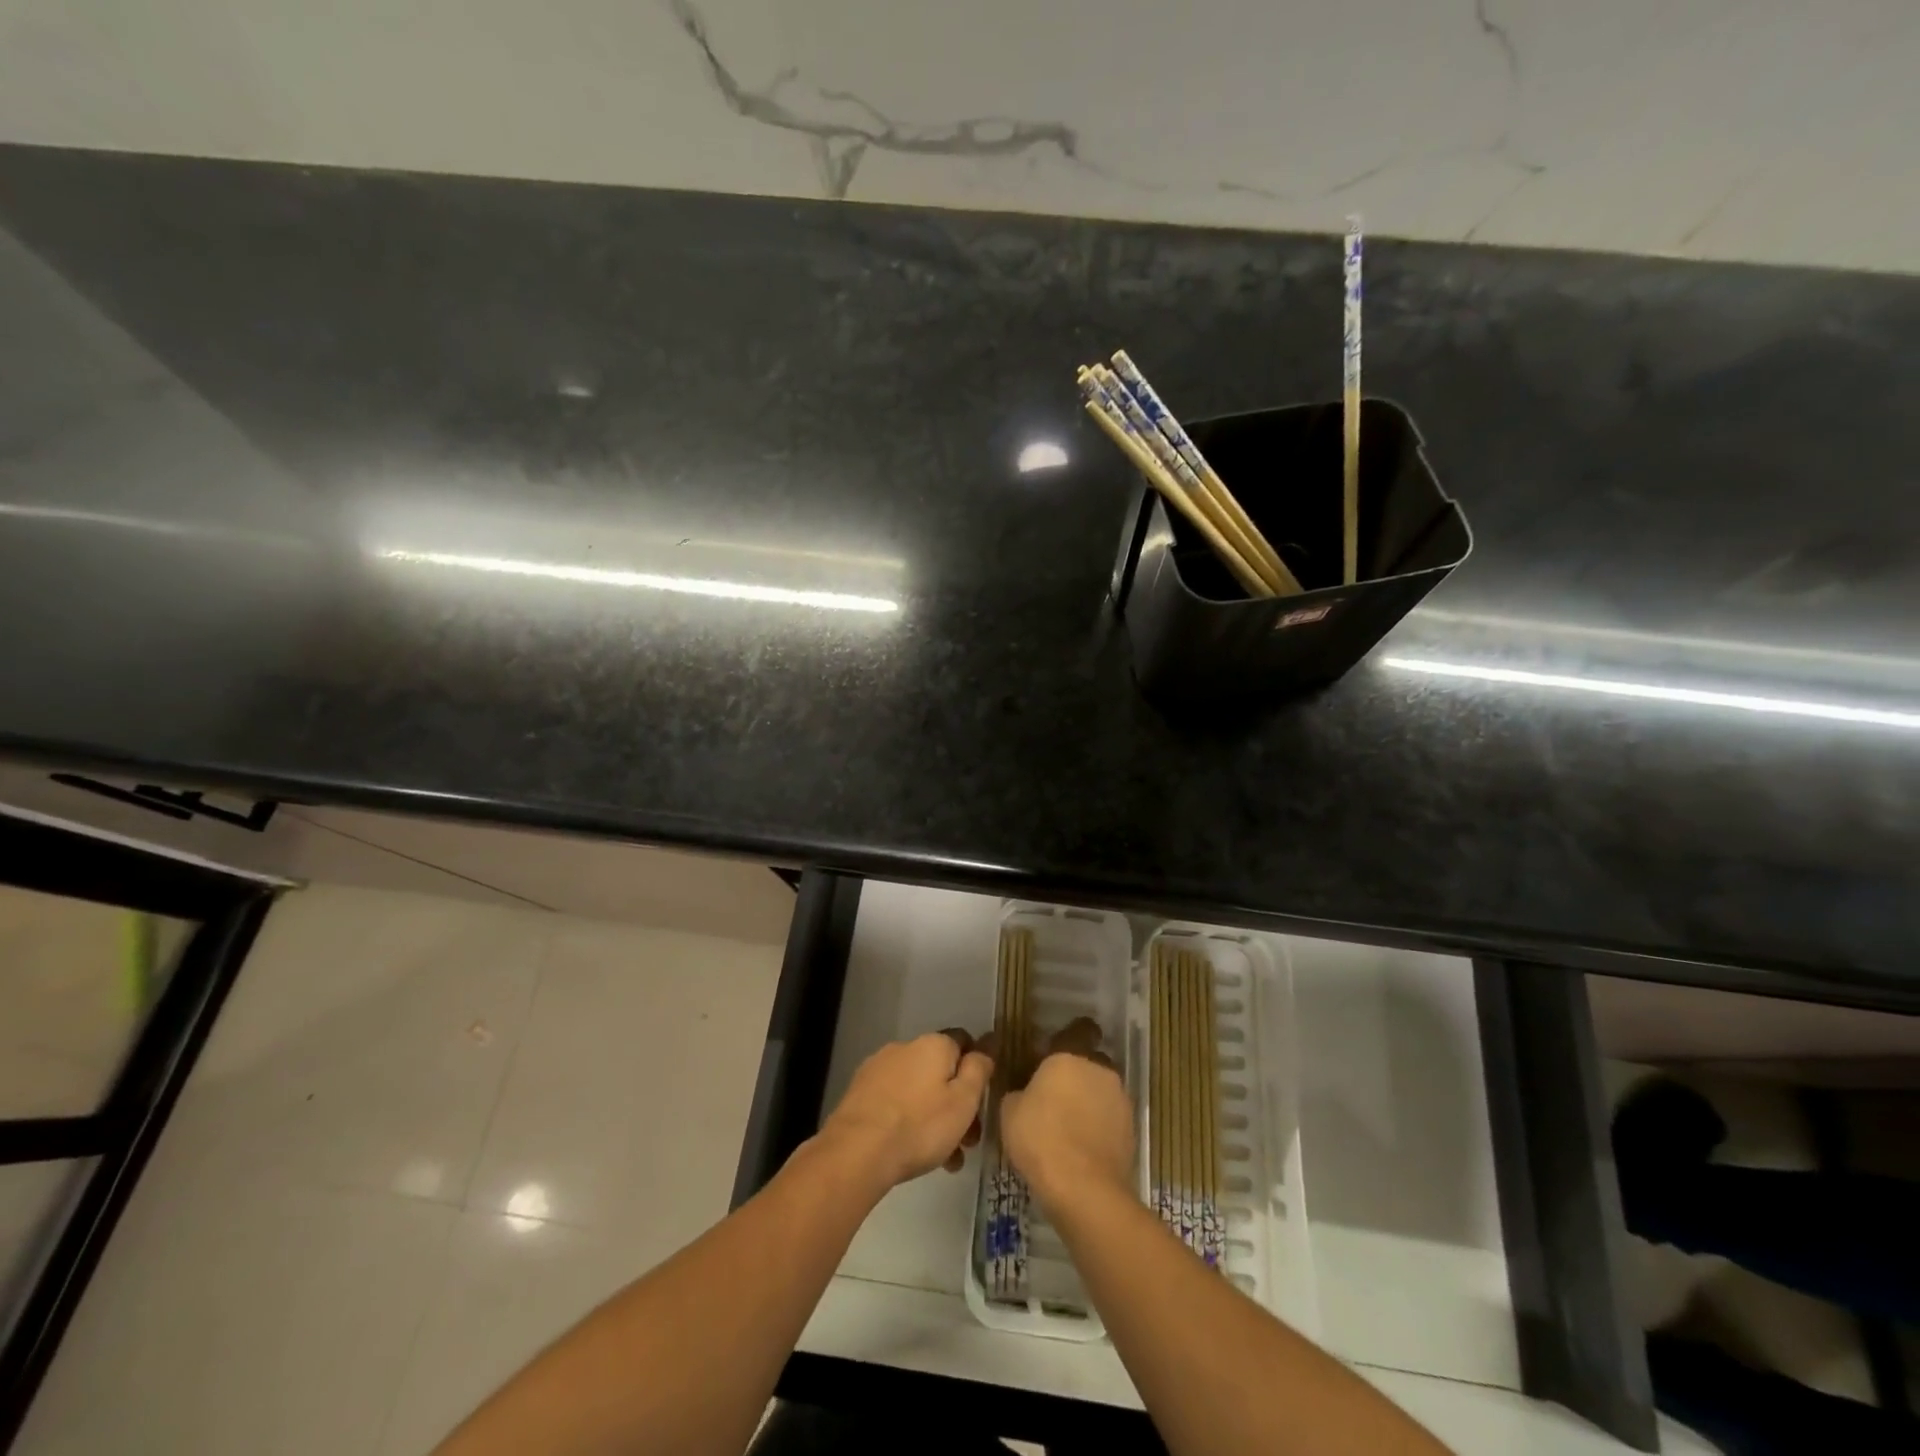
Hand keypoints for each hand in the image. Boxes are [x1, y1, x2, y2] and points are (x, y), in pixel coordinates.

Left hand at [818, 1030, 993, 1193]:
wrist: (857, 1151)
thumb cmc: (920, 1126)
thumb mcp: (963, 1101)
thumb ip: (979, 1070)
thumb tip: (987, 1044)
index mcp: (933, 1044)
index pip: (964, 1042)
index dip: (976, 1069)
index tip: (981, 1102)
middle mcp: (905, 1046)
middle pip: (940, 1070)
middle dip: (956, 1103)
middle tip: (966, 1143)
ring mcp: (879, 1067)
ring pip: (918, 1089)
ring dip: (933, 1117)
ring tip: (943, 1160)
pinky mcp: (860, 1091)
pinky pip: (895, 1101)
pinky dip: (907, 1119)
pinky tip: (911, 1151)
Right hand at [1001, 1018, 1135, 1214]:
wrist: (1084, 1189)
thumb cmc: (1041, 1139)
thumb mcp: (1009, 1111)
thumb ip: (1018, 1091)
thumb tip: (1024, 1091)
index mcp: (1069, 1056)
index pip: (1077, 1031)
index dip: (1069, 1038)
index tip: (1056, 1052)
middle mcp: (1099, 1070)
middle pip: (1090, 1063)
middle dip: (1078, 1074)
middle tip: (1057, 1095)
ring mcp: (1119, 1100)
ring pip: (1102, 1091)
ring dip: (1090, 1101)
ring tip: (1069, 1126)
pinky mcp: (1131, 1130)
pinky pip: (1111, 1118)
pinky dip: (1100, 1126)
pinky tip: (1083, 1146)